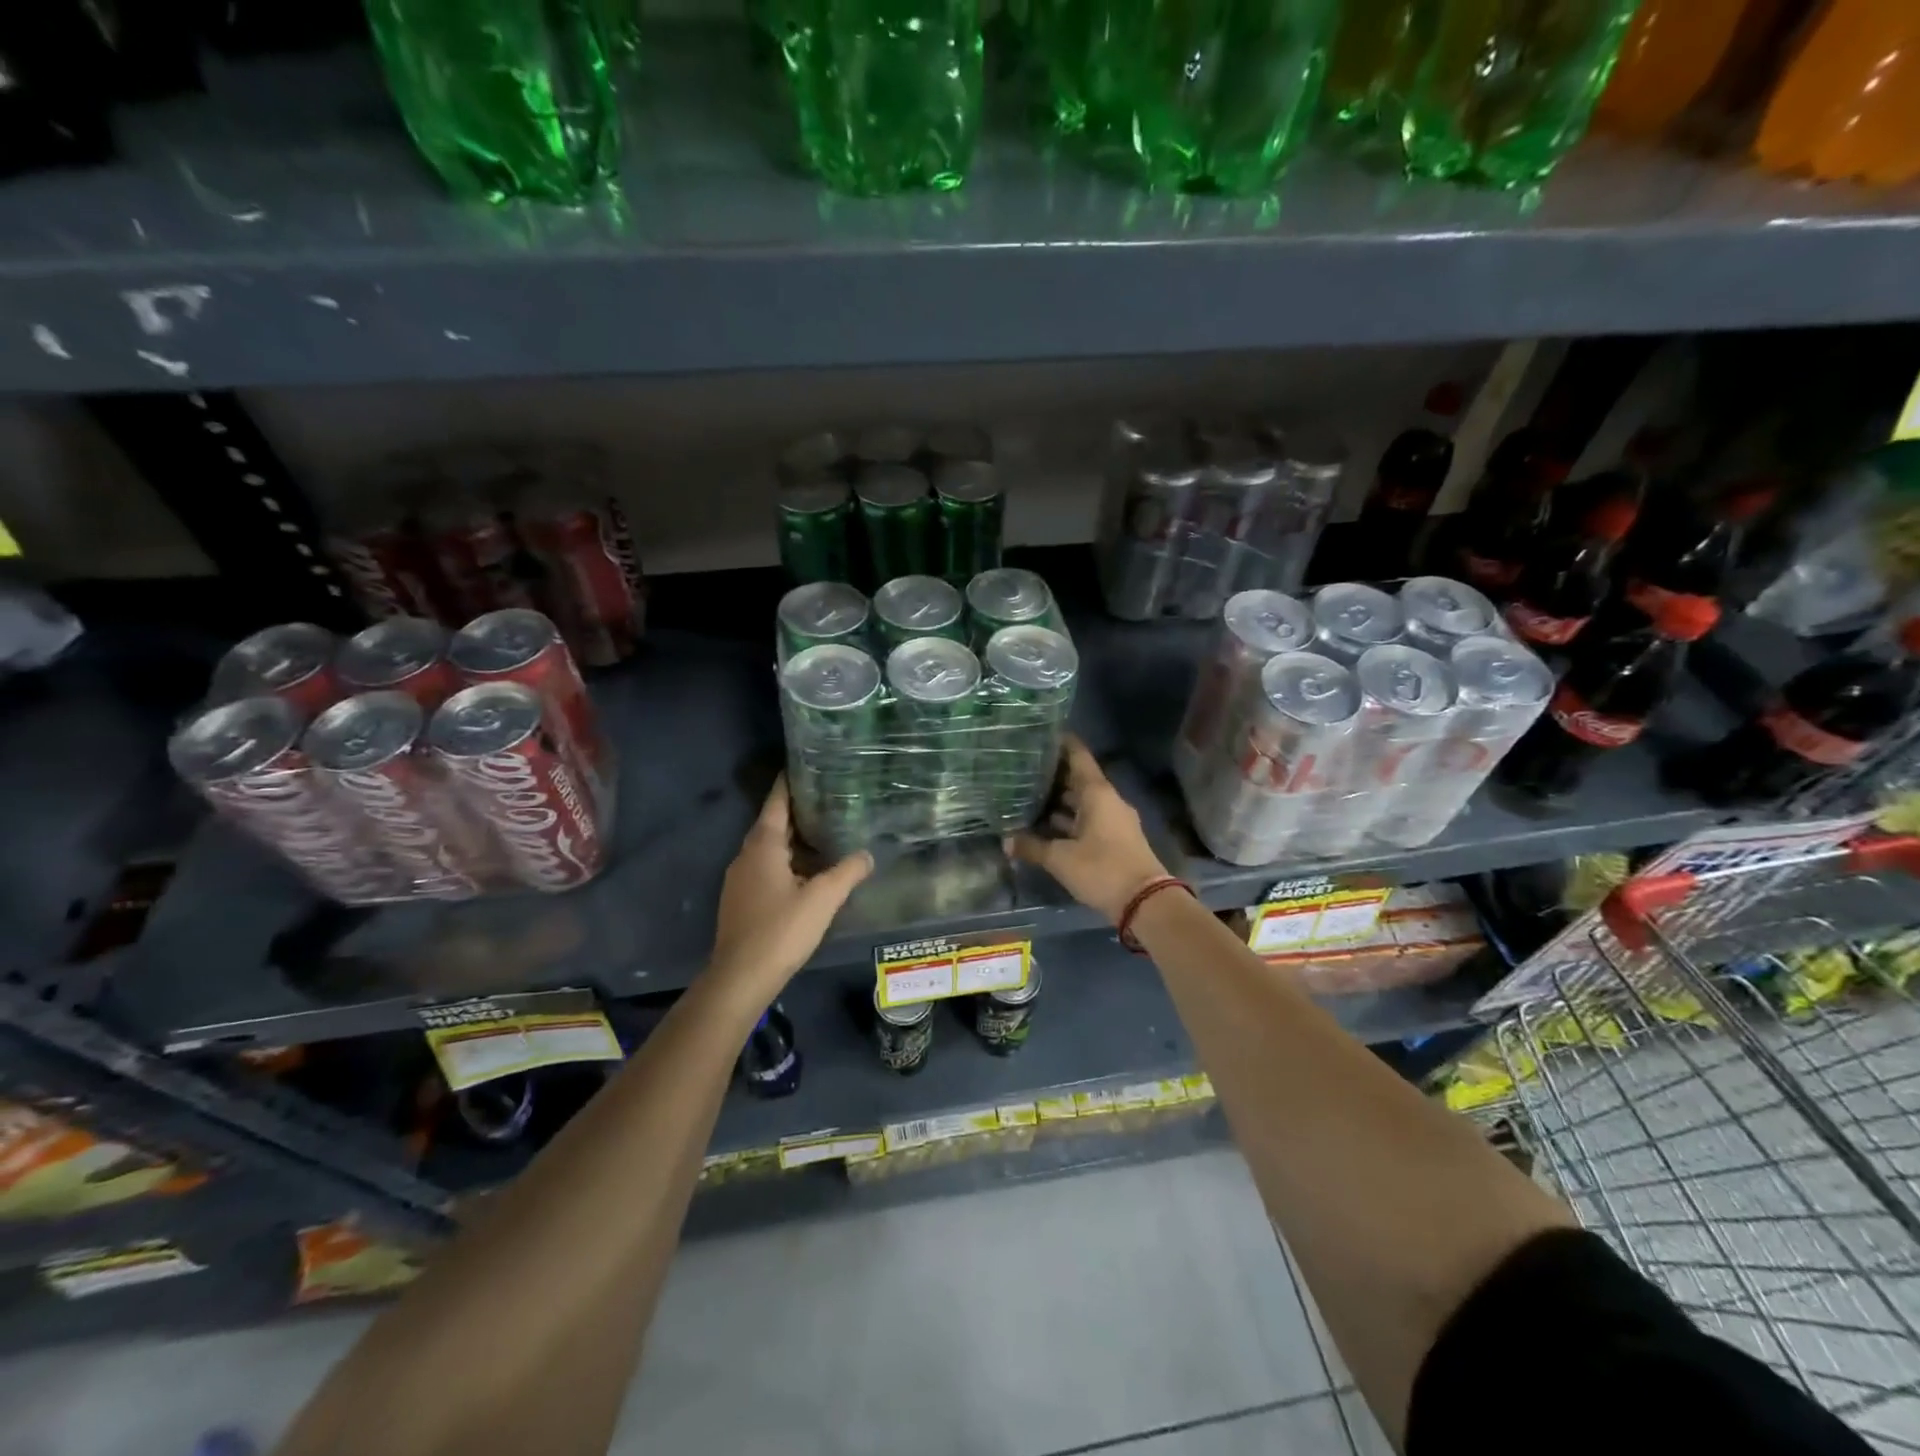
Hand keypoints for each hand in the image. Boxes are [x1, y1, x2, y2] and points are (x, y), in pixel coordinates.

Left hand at [708, 777, 872, 995]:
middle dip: (797, 812)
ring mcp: (740, 879)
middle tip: (827, 799)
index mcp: (762, 846)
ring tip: (824, 833)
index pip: (776, 803)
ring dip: (793, 840)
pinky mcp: (741, 900)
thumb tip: (867, 854)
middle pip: (772, 824)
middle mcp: (746, 856)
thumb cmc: (781, 930)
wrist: (740, 977)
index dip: (789, 784)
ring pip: (769, 849)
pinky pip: (766, 868)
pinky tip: (807, 872)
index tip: (804, 766)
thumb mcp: (823, 899)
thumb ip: (847, 872)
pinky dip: (786, 861)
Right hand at [1007, 736, 1169, 923]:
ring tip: (1027, 795)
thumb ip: (1032, 847)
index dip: (1061, 743)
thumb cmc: (1102, 869)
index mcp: (1098, 793)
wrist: (1145, 902)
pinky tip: (1045, 826)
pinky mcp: (1114, 839)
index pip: (1078, 756)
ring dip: (1059, 800)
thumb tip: (1005, 841)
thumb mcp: (1061, 858)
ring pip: (1082, 801)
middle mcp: (1107, 800)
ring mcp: (1113, 820)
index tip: (1040, 734)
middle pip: (1078, 779)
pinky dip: (1068, 820)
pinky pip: (1087, 819)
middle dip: (1052, 775)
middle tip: (1022, 768)